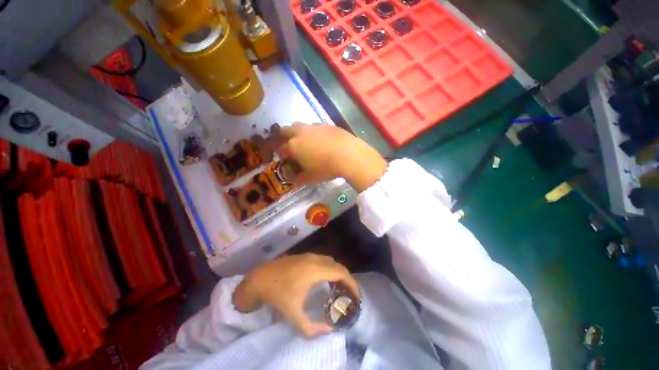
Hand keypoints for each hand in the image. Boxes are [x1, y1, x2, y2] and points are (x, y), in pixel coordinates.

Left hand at [233, 253, 359, 336]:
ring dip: (338, 272)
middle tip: (349, 294)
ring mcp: (310, 255)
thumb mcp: (293, 315)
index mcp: (315, 271)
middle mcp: (315, 259)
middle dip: (347, 279)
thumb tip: (329, 330)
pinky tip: (326, 279)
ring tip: (340, 287)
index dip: (352, 283)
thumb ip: (311, 328)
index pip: (341, 273)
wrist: (260, 278)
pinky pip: (324, 260)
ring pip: (331, 261)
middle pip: (338, 266)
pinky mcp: (305, 255)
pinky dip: (330, 268)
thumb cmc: (277, 295)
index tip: (356, 296)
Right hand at [279, 123, 387, 191]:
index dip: (281, 153)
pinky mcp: (327, 124)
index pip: (281, 148)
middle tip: (292, 146)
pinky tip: (324, 141)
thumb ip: (300, 179)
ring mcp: (315, 126)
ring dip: (300, 133)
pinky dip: (315, 133)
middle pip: (287, 130)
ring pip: (301, 126)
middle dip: (285, 137)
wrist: (348, 155)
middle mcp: (301, 132)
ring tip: (309, 143)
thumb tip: (294, 181)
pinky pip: (316, 127)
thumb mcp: (311, 178)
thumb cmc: (326, 168)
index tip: (285, 158)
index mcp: (294, 145)